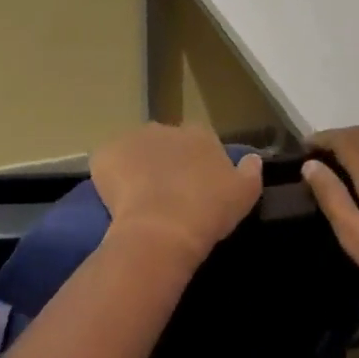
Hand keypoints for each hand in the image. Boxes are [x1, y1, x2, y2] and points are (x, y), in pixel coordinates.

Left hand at [91, 123, 262, 265]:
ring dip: (137, 168)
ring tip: (139, 201)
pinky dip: (110, 177)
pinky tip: (116, 201)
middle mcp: (166, 128)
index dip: (196, 164)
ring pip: (135, 152)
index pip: (199, 142)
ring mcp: (132, 139)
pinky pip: (108, 164)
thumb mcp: (245, 194)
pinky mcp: (105, 154)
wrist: (162, 229)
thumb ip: (250, 171)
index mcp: (200, 134)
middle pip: (165, 144)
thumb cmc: (208, 211)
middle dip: (165, 163)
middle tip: (167, 195)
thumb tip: (253, 158)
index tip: (195, 187)